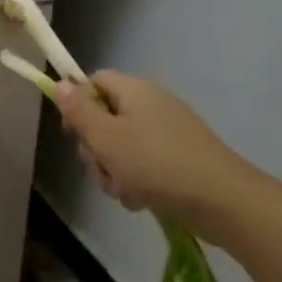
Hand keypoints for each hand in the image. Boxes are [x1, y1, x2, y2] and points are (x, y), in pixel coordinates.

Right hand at [54, 72, 243, 219]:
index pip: (94, 82)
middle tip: (102, 168)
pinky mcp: (178, 157)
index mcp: (134, 90)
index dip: (77, 103)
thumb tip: (61, 83)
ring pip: (121, 146)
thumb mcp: (107, 138)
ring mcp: (167, 132)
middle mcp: (151, 104)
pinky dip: (136, 181)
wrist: (220, 199)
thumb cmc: (155, 163)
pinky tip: (141, 200)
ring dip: (114, 170)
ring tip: (124, 190)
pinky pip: (143, 164)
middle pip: (105, 117)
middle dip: (96, 148)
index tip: (72, 133)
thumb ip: (80, 111)